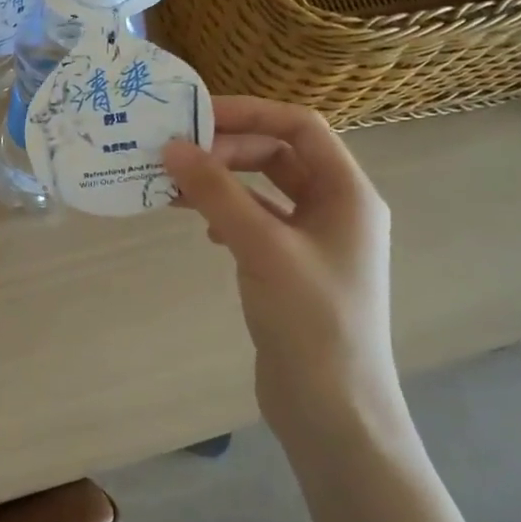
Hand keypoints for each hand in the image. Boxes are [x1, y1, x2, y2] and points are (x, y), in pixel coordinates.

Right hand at [163, 97, 405, 457]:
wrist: (332, 408)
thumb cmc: (310, 319)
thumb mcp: (262, 247)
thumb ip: (217, 193)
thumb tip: (172, 147)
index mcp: (347, 193)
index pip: (300, 126)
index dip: (250, 113)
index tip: (195, 116)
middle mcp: (335, 209)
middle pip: (278, 155)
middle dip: (227, 149)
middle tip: (175, 156)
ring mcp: (314, 241)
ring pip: (263, 190)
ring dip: (221, 183)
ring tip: (173, 187)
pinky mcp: (291, 269)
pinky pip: (256, 223)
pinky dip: (226, 215)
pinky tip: (202, 230)